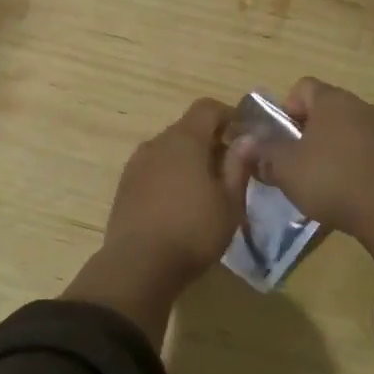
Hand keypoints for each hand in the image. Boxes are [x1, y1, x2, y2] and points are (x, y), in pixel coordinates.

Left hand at [104, 97, 254, 283]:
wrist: (138, 265)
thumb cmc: (193, 231)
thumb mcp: (229, 202)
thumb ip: (239, 165)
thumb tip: (248, 138)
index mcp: (184, 140)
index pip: (207, 108)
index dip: (229, 115)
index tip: (245, 136)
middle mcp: (157, 143)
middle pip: (187, 128)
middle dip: (211, 141)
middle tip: (231, 169)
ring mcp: (136, 164)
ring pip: (169, 150)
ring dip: (188, 160)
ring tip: (205, 190)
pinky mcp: (125, 186)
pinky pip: (154, 169)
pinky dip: (170, 176)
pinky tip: (179, 204)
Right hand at [250, 78, 373, 269]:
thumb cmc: (331, 179)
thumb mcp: (286, 168)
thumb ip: (263, 151)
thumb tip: (243, 143)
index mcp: (332, 100)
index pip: (302, 87)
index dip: (285, 109)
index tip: (281, 137)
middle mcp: (359, 105)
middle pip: (324, 109)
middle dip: (306, 130)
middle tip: (294, 160)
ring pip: (345, 129)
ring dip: (329, 146)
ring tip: (319, 176)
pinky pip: (364, 148)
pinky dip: (351, 160)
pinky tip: (344, 187)